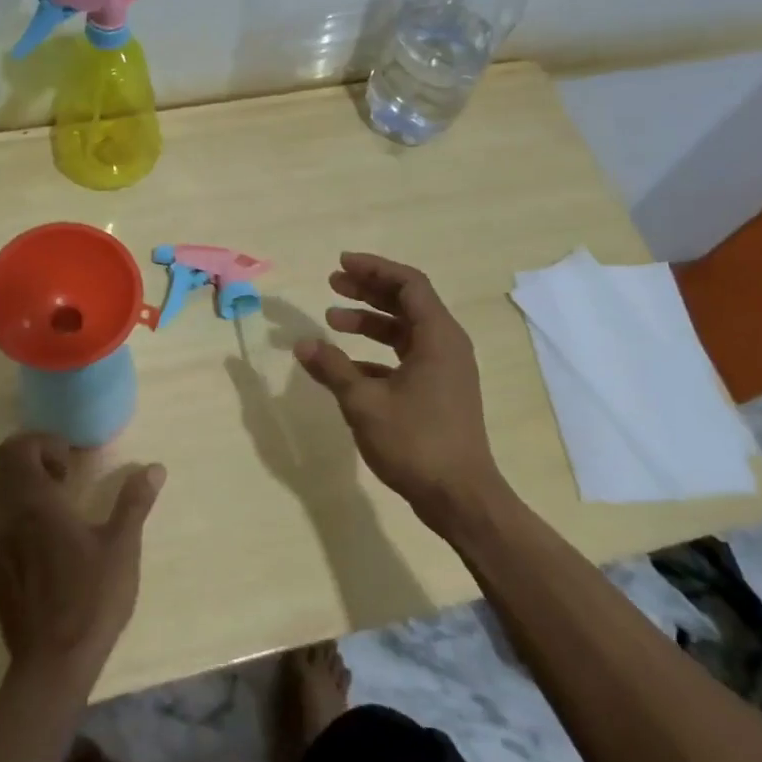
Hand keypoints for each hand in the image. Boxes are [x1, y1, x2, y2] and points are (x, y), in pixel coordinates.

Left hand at [0, 433, 164, 689]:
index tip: (71, 461)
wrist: (52, 664)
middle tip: (65, 477)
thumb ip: (134, 502)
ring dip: (20, 487)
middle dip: (31, 460)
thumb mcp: (122, 547)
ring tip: (56, 506)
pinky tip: (42, 540)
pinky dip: (13, 515)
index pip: (17, 449)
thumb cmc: (90, 598)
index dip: (42, 443)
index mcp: (34, 503)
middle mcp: (6, 517)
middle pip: (1, 467)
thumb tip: (154, 467)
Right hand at [293, 253, 505, 524]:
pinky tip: (347, 367)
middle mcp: (447, 345)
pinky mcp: (440, 392)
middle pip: (407, 302)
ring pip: (406, 331)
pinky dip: (377, 354)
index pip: (408, 284)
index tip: (340, 265)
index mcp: (438, 337)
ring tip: (332, 321)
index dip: (374, 269)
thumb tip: (301, 344)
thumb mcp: (364, 402)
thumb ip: (332, 368)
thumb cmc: (415, 442)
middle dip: (369, 290)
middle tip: (333, 284)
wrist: (460, 497)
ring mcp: (446, 370)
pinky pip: (407, 358)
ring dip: (370, 322)